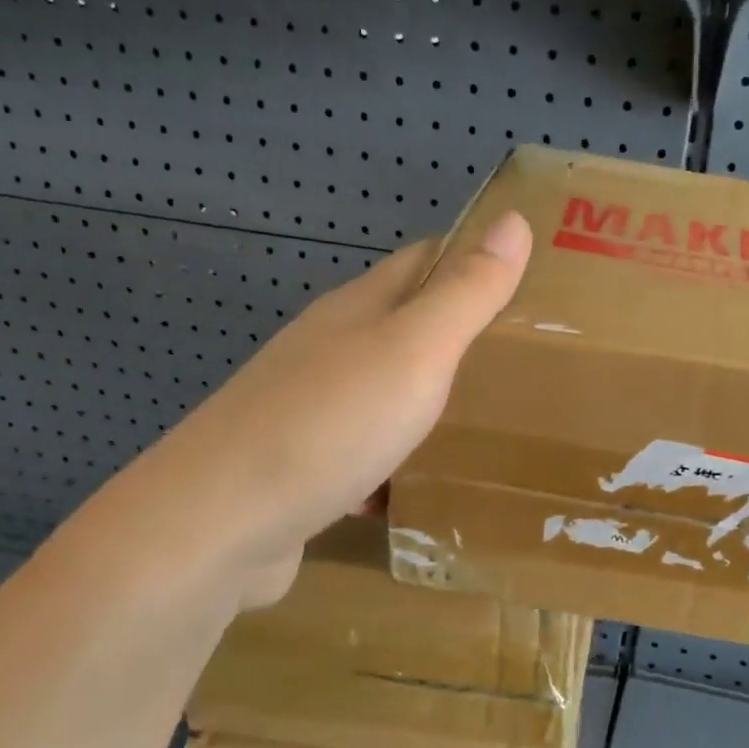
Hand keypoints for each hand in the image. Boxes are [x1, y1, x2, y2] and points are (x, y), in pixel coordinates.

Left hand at [82, 212, 530, 611]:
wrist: (216, 527)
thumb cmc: (328, 426)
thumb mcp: (414, 351)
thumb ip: (465, 292)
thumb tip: (514, 219)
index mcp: (358, 311)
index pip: (425, 260)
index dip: (475, 256)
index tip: (532, 276)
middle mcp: (329, 350)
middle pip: (405, 326)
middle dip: (462, 334)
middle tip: (528, 357)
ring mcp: (311, 411)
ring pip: (387, 391)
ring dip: (432, 398)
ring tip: (493, 423)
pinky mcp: (304, 467)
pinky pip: (368, 451)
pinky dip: (401, 460)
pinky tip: (426, 486)